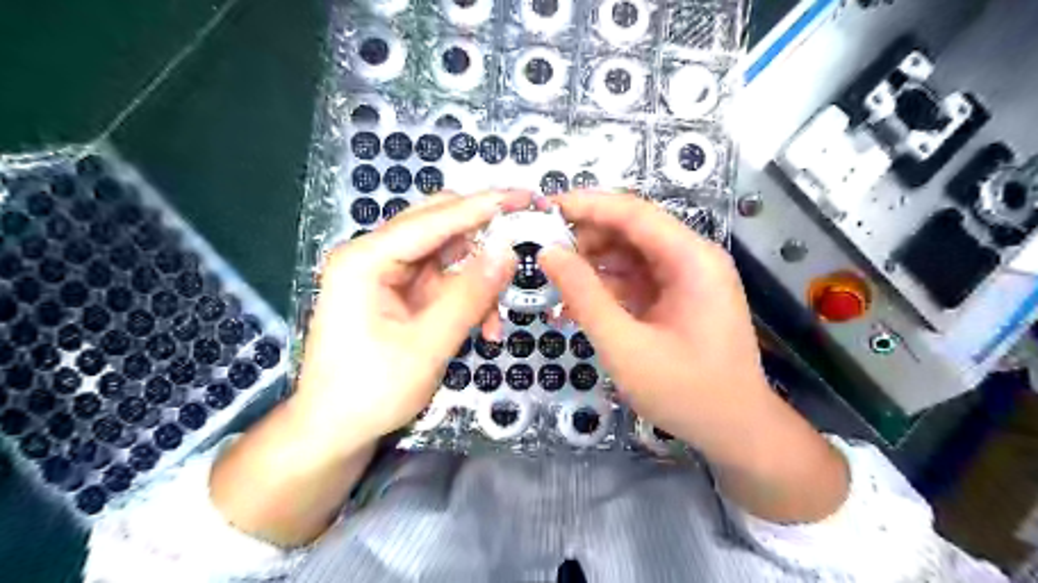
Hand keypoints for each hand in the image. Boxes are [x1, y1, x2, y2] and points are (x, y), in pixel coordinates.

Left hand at [294, 192, 527, 445]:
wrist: (335, 432)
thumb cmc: (371, 391)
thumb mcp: (428, 345)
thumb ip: (470, 295)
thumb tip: (508, 252)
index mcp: (366, 260)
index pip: (433, 219)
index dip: (482, 206)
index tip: (524, 196)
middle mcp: (374, 257)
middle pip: (438, 227)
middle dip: (483, 236)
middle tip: (524, 236)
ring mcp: (387, 276)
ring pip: (447, 257)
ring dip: (478, 280)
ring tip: (498, 317)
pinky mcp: (399, 294)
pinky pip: (444, 283)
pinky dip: (468, 299)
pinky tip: (485, 327)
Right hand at [535, 192, 768, 442]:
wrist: (736, 431)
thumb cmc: (686, 392)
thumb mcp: (625, 345)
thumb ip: (584, 295)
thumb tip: (548, 253)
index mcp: (692, 259)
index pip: (634, 212)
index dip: (587, 205)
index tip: (544, 208)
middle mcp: (693, 258)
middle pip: (632, 229)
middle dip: (586, 237)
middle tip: (543, 252)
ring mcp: (687, 278)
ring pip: (630, 253)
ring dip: (592, 262)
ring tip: (555, 279)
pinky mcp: (678, 297)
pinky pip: (636, 278)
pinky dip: (606, 286)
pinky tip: (578, 301)